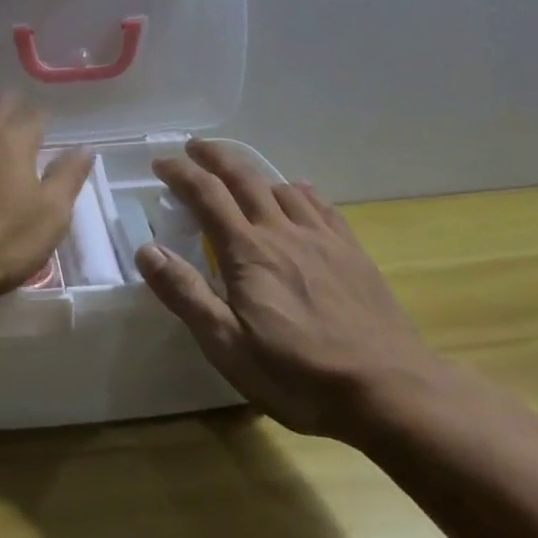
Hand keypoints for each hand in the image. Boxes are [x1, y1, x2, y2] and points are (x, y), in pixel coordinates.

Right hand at [137, 140, 443, 442]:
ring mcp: (321, 238)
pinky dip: (300, 191)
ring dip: (254, 172)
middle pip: (243, 177)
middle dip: (214, 157)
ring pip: (281, 186)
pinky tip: (299, 193)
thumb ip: (186, 294)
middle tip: (194, 147)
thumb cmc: (299, 375)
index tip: (160, 163)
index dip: (180, 173)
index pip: (206, 195)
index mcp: (247, 251)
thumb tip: (147, 249)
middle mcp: (281, 231)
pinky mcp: (352, 251)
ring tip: (240, 176)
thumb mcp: (228, 346)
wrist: (390, 389)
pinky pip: (320, 205)